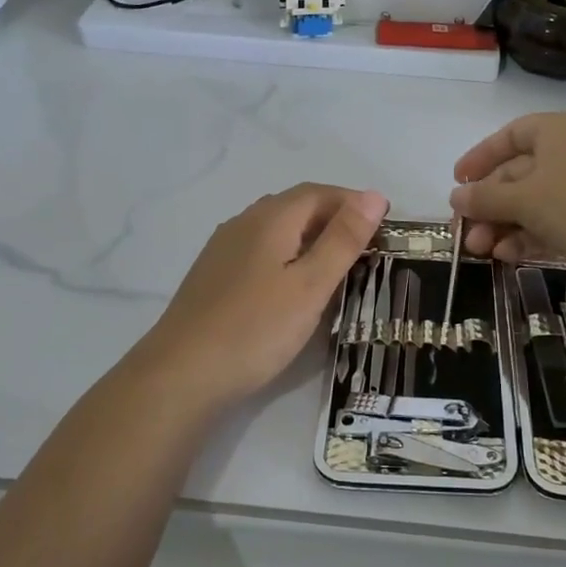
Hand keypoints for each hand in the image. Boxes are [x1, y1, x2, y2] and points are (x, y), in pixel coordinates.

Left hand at [135, 183, 388, 411]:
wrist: (181, 374)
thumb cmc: (255, 328)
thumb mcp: (310, 285)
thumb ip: (342, 239)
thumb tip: (374, 195)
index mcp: (270, 218)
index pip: (319, 192)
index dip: (353, 201)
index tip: (384, 223)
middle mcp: (244, 222)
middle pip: (296, 206)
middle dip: (334, 217)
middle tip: (366, 245)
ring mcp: (223, 249)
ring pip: (276, 228)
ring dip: (310, 236)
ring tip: (337, 264)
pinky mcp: (214, 275)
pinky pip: (260, 250)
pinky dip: (287, 254)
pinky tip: (293, 284)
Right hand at [449, 113, 565, 275]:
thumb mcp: (523, 200)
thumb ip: (485, 198)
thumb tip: (456, 197)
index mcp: (557, 131)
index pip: (509, 136)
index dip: (480, 158)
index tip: (458, 182)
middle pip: (518, 174)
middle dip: (488, 205)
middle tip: (465, 232)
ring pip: (533, 202)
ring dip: (503, 225)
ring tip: (481, 251)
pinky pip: (552, 221)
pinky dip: (528, 235)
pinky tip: (507, 255)